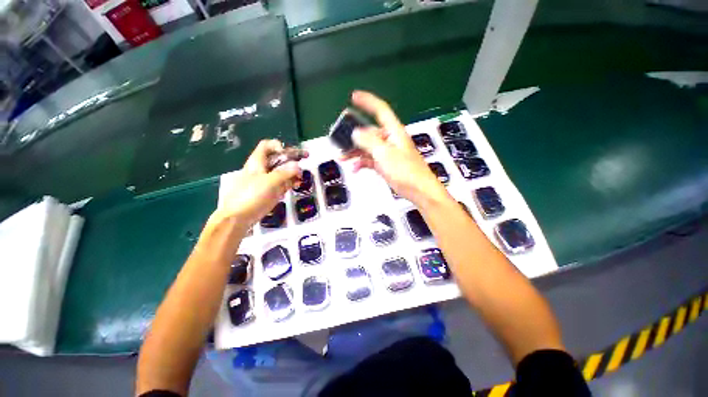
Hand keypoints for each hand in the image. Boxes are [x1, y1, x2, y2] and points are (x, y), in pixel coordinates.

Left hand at [213, 139, 301, 228]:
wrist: (239, 217)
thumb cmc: (251, 195)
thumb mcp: (269, 182)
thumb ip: (284, 173)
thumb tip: (298, 166)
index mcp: (258, 162)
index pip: (267, 146)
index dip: (277, 146)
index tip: (287, 153)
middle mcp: (264, 168)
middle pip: (279, 158)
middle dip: (292, 158)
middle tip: (306, 157)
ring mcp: (269, 180)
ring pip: (284, 171)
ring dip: (294, 171)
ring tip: (301, 177)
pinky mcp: (273, 191)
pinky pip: (285, 182)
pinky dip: (292, 182)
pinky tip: (297, 185)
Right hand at [343, 90, 447, 204]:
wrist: (418, 190)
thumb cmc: (405, 170)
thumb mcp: (385, 153)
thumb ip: (369, 142)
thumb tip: (355, 133)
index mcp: (393, 132)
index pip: (380, 110)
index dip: (368, 101)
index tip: (354, 96)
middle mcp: (390, 140)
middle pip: (369, 133)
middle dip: (354, 137)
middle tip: (340, 141)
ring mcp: (387, 153)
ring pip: (367, 148)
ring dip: (355, 152)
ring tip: (343, 157)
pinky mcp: (385, 165)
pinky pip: (370, 160)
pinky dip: (362, 163)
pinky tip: (355, 168)